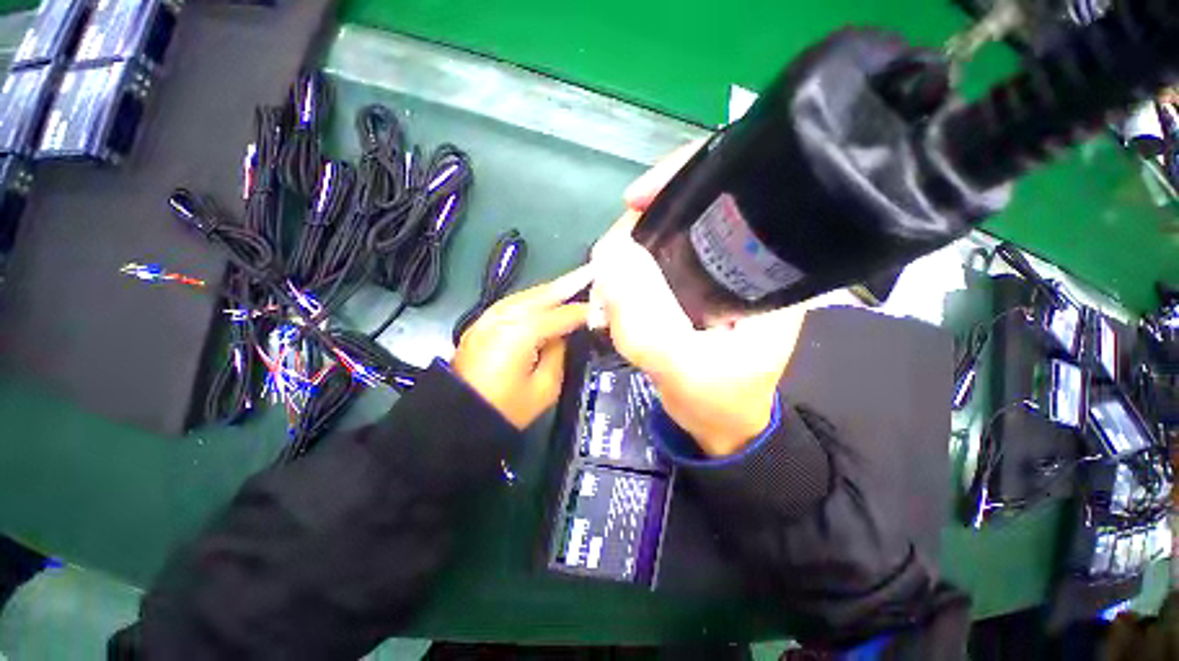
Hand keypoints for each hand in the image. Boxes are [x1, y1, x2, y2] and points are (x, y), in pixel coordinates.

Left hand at [453, 266, 591, 429]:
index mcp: (522, 332)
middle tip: (591, 273)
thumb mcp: (544, 388)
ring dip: (552, 288)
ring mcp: (490, 316)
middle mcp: (505, 316)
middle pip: (543, 294)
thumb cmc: (504, 408)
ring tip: (574, 281)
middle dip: (569, 284)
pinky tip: (545, 297)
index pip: (562, 315)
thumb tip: (562, 335)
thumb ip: (558, 353)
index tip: (602, 309)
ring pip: (528, 294)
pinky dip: (533, 297)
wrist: (457, 415)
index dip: (584, 312)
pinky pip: (515, 302)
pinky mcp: (483, 321)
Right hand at [590, 144, 806, 456]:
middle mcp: (740, 257)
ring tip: (607, 286)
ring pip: (660, 236)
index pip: (731, 190)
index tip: (634, 200)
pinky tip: (613, 291)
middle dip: (639, 227)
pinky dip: (625, 271)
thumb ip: (647, 327)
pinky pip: (648, 262)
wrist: (719, 421)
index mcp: (764, 265)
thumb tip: (607, 263)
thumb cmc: (720, 400)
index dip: (680, 180)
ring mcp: (709, 270)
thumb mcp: (687, 372)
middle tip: (607, 261)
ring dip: (626, 253)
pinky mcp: (685, 285)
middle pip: (685, 209)